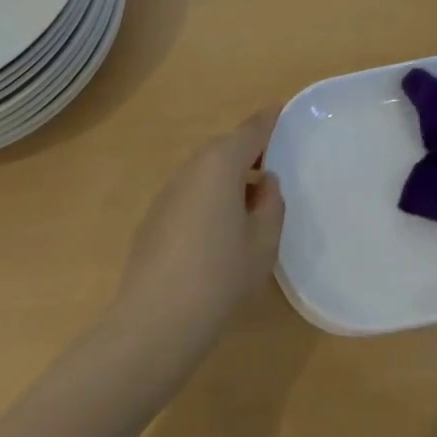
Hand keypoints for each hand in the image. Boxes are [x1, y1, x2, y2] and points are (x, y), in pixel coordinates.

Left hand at [112, 108, 284, 359]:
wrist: (154, 323)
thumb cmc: (220, 276)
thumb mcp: (263, 243)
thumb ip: (270, 205)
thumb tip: (265, 184)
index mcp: (221, 163)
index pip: (252, 129)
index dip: (270, 120)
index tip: (284, 113)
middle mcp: (192, 167)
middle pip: (225, 148)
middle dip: (249, 153)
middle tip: (273, 172)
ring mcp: (167, 192)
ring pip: (205, 172)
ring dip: (227, 179)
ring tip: (248, 208)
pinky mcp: (153, 218)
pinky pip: (189, 195)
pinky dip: (207, 200)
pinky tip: (216, 236)